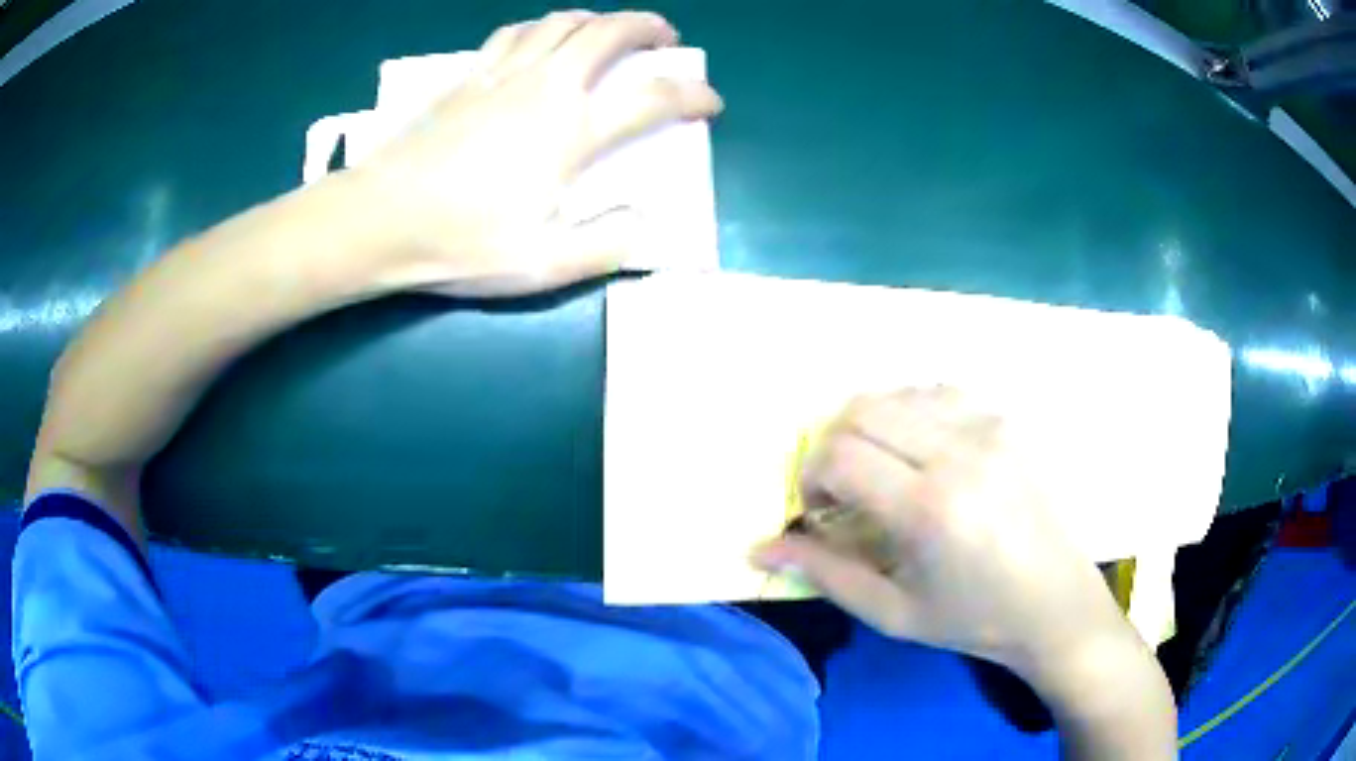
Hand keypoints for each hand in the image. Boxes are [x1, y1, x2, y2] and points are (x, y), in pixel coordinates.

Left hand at [356, 10, 722, 296]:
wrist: (380, 220)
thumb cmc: (459, 243)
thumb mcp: (543, 265)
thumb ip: (605, 246)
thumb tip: (644, 223)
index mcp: (571, 132)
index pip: (653, 100)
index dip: (693, 97)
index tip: (710, 103)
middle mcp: (545, 88)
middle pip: (608, 33)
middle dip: (648, 27)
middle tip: (666, 39)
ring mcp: (502, 75)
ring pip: (562, 21)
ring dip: (597, 18)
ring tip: (609, 31)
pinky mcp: (467, 77)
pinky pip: (514, 33)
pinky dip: (542, 27)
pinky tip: (543, 39)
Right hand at [752, 386, 1140, 684]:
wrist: (1055, 603)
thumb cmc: (972, 618)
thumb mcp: (891, 612)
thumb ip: (824, 572)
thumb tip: (759, 547)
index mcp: (930, 509)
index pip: (839, 454)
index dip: (811, 476)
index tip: (819, 509)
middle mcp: (960, 453)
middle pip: (861, 409)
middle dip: (833, 446)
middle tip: (842, 490)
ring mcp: (989, 428)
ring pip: (898, 393)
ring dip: (871, 427)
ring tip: (881, 471)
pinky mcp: (1007, 422)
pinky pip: (938, 393)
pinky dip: (911, 414)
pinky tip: (921, 452)